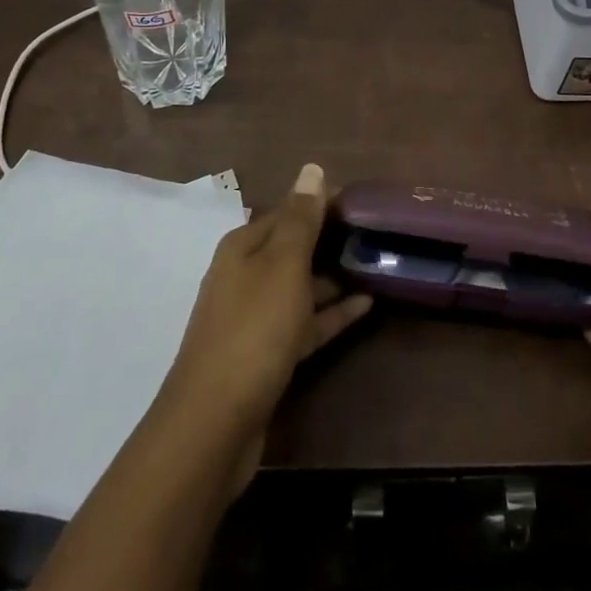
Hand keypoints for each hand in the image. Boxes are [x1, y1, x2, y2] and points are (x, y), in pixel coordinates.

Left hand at [159, 163, 371, 491]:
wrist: (215, 423)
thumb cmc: (254, 330)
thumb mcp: (283, 265)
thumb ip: (301, 218)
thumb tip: (312, 168)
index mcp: (242, 248)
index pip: (287, 211)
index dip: (321, 203)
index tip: (361, 201)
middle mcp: (244, 276)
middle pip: (292, 248)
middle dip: (328, 239)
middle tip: (375, 232)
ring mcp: (254, 318)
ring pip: (300, 287)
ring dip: (333, 277)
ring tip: (375, 266)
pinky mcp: (266, 355)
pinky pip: (305, 323)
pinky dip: (332, 313)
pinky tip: (366, 306)